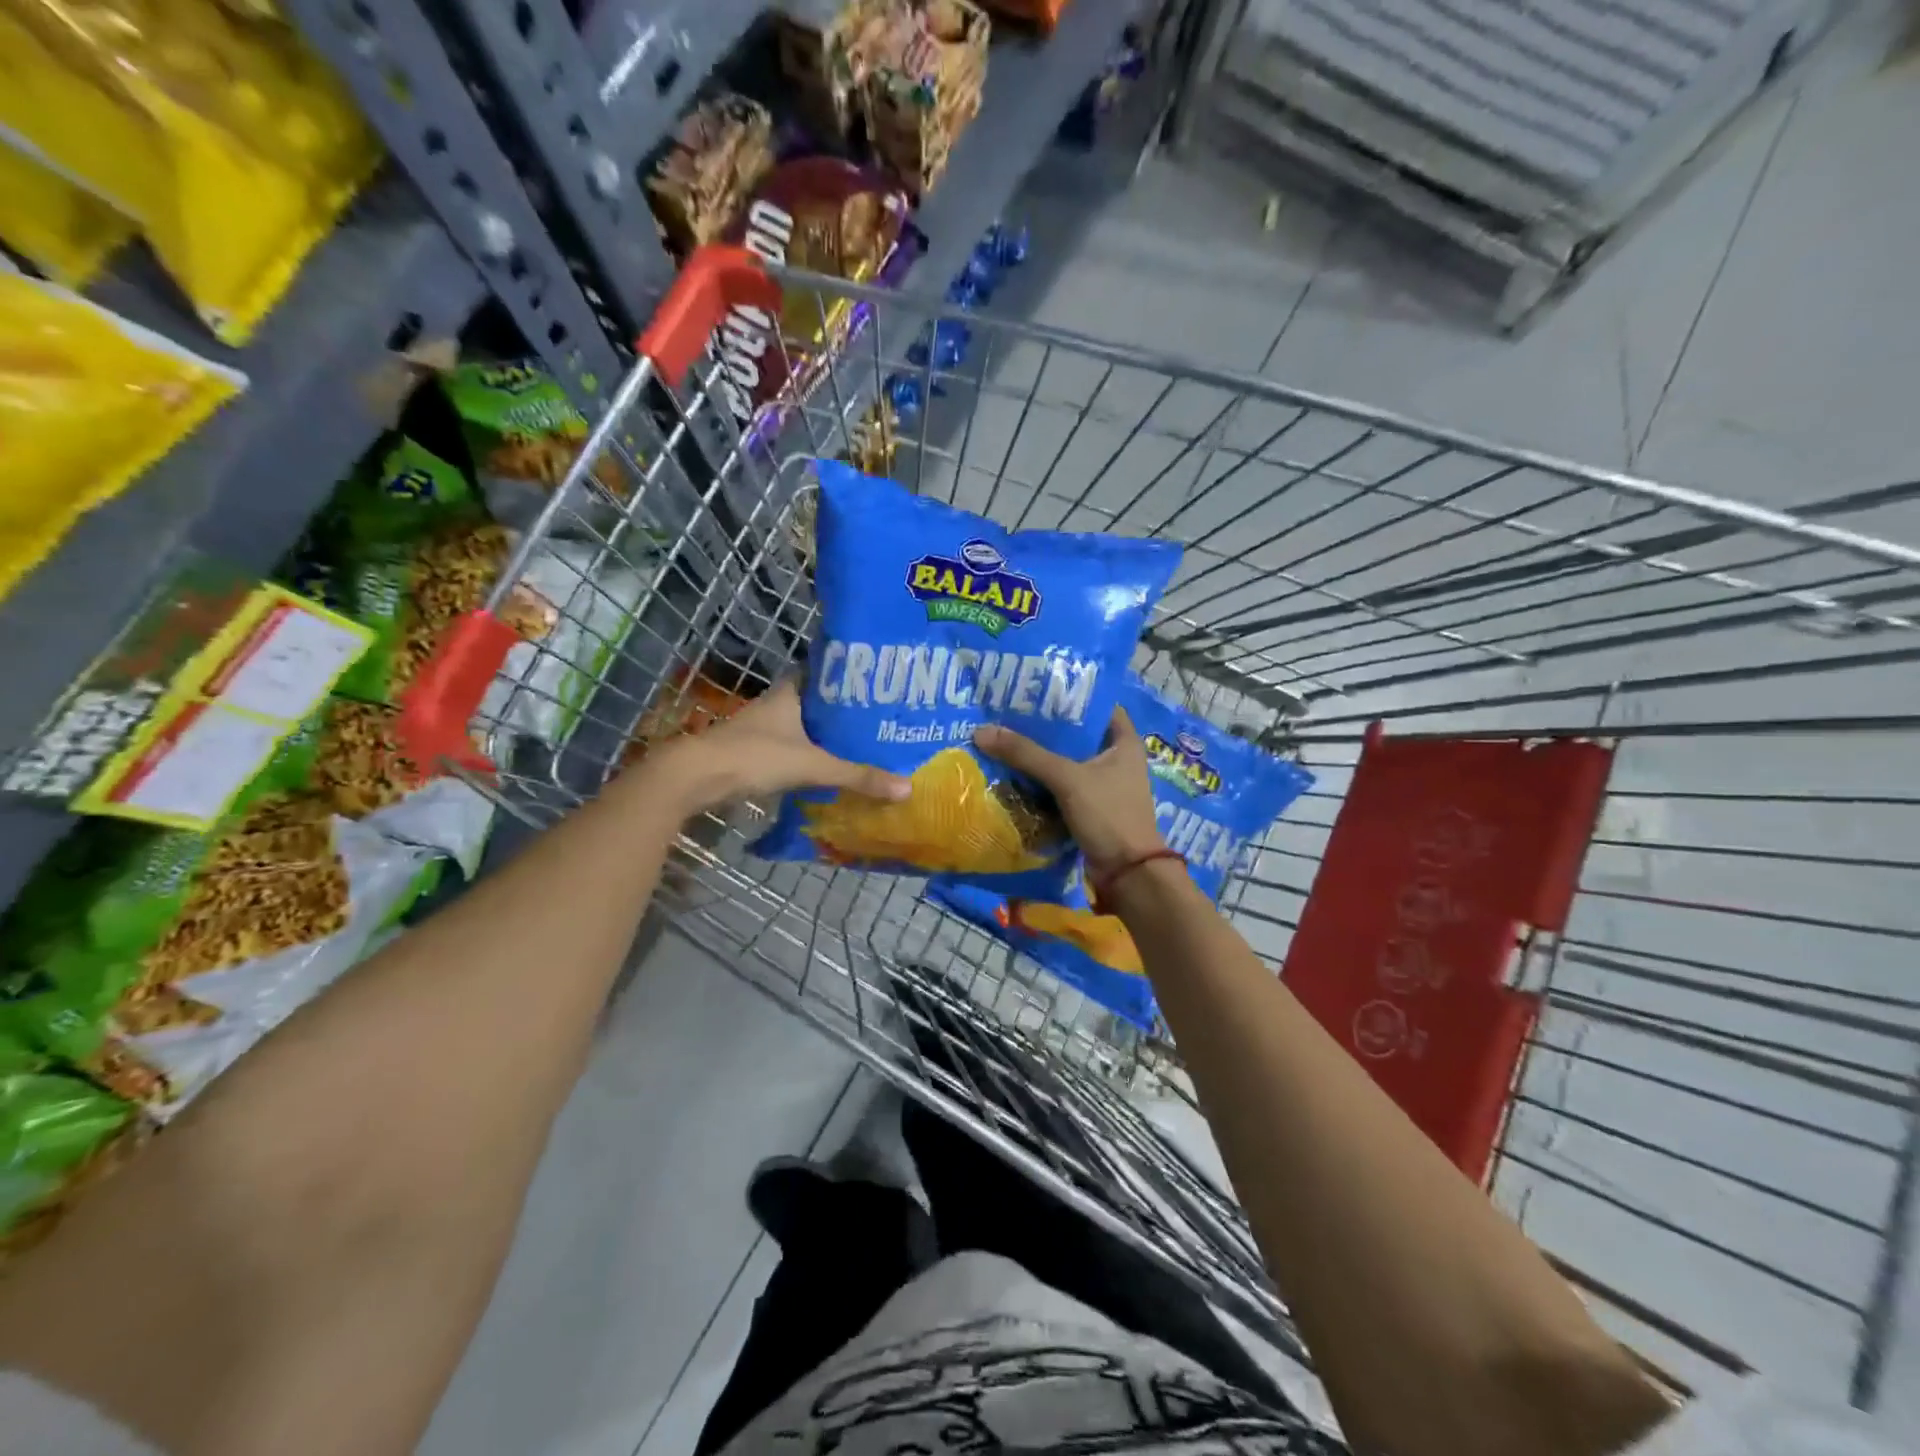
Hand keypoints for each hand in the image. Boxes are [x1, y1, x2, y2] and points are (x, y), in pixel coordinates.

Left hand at [654, 678, 910, 813]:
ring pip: (803, 727)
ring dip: (826, 736)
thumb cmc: (755, 756)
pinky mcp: (754, 753)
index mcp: (790, 693)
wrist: (696, 778)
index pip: (823, 672)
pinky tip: (829, 769)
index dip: (847, 675)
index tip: (876, 681)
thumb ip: (857, 776)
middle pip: (816, 702)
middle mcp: (776, 705)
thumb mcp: (813, 766)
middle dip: (843, 710)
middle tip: (879, 718)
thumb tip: (906, 787)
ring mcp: (762, 730)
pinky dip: (810, 756)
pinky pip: (792, 749)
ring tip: (863, 745)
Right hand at [973, 708, 1163, 877]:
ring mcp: (1103, 784)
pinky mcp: (1090, 807)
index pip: (1097, 704)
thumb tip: (982, 732)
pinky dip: (1041, 781)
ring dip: (1040, 755)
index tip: (1036, 686)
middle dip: (1045, 726)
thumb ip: (1027, 755)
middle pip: (1076, 734)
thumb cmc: (1109, 815)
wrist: (1127, 874)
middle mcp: (1116, 758)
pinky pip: (1061, 786)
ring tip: (1004, 737)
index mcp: (1124, 741)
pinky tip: (1013, 773)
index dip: (1070, 694)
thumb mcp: (1067, 779)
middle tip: (1009, 712)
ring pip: (1066, 761)